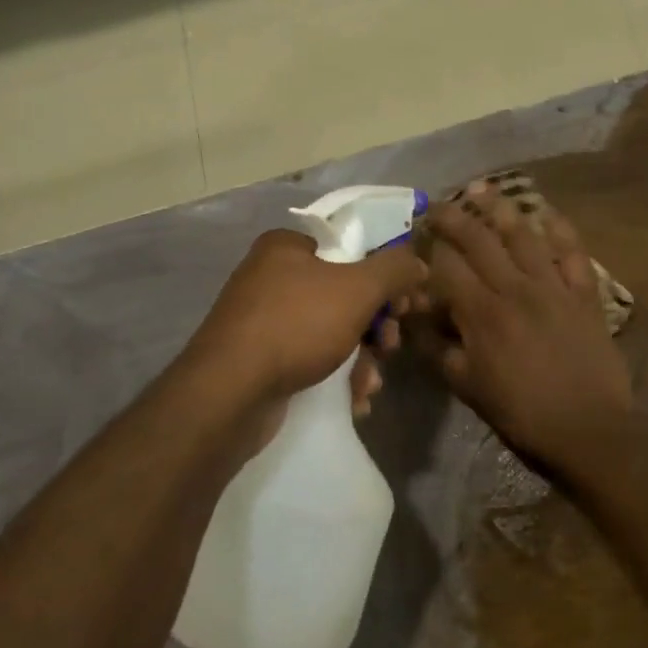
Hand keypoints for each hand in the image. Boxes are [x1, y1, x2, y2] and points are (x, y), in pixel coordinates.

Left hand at [186, 229, 427, 440]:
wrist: (230, 393)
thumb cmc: (297, 326)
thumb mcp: (357, 289)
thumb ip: (395, 269)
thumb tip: (418, 262)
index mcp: (288, 247)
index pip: (351, 249)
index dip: (385, 275)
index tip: (406, 304)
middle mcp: (272, 277)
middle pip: (345, 294)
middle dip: (376, 326)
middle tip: (390, 345)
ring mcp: (263, 320)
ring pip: (332, 332)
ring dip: (362, 359)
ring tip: (370, 384)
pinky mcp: (261, 360)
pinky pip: (311, 359)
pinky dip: (337, 377)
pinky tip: (353, 399)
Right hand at [415, 185, 630, 484]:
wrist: (587, 428)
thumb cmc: (521, 413)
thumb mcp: (467, 387)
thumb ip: (439, 348)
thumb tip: (417, 318)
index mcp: (482, 313)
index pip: (447, 266)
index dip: (429, 247)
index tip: (417, 234)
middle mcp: (515, 289)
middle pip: (479, 241)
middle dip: (455, 217)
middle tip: (439, 202)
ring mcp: (553, 287)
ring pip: (523, 236)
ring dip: (500, 209)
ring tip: (482, 189)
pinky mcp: (584, 294)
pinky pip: (572, 252)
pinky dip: (560, 229)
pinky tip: (546, 211)